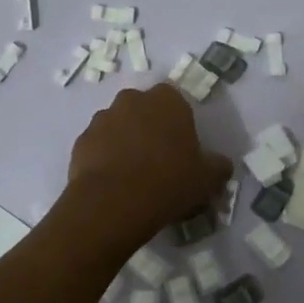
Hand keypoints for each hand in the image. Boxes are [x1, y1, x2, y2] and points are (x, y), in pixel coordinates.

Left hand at [66, 84, 232, 243]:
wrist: (113, 203)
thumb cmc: (168, 182)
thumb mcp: (207, 178)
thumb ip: (218, 166)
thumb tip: (222, 164)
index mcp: (167, 100)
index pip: (176, 101)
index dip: (178, 124)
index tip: (182, 149)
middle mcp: (132, 100)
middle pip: (144, 110)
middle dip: (149, 128)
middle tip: (158, 160)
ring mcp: (102, 118)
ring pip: (118, 126)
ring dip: (125, 142)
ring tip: (132, 175)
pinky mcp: (81, 140)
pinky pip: (98, 145)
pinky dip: (104, 158)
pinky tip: (113, 183)